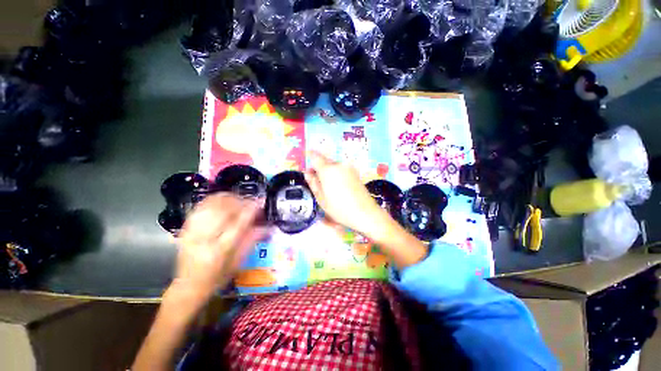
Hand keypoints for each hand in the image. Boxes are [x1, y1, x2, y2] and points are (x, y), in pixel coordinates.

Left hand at [170, 194, 266, 304]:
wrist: (188, 286)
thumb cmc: (217, 277)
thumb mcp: (238, 262)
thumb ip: (252, 241)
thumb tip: (267, 226)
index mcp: (221, 249)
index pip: (240, 223)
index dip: (251, 209)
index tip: (260, 202)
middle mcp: (206, 238)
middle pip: (225, 210)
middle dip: (241, 201)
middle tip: (250, 201)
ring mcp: (193, 231)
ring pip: (212, 205)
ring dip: (228, 198)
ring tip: (238, 199)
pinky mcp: (186, 228)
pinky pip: (200, 206)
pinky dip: (213, 199)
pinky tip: (223, 199)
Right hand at [305, 151, 427, 267]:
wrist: (365, 213)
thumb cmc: (339, 208)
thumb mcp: (321, 199)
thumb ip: (313, 183)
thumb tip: (308, 173)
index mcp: (328, 170)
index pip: (315, 156)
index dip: (310, 156)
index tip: (307, 159)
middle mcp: (339, 165)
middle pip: (325, 160)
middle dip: (319, 167)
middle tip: (316, 179)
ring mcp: (349, 168)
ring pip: (334, 165)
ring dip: (328, 171)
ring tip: (328, 186)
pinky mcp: (355, 172)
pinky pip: (341, 169)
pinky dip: (336, 173)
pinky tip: (338, 186)